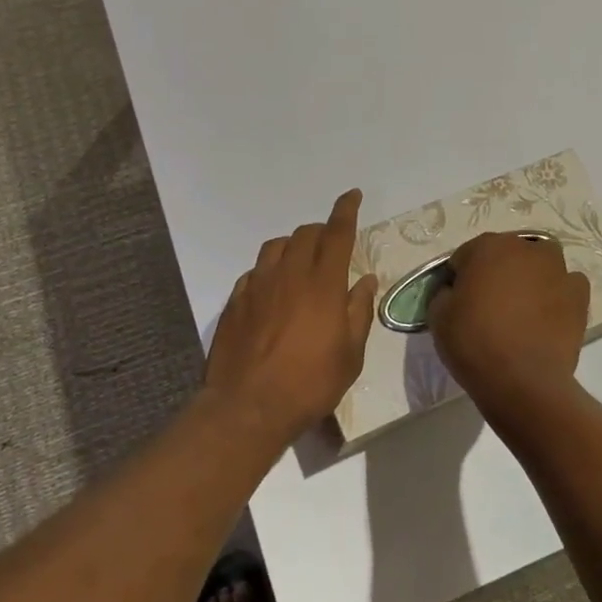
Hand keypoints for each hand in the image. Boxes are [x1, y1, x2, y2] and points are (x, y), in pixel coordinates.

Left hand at [204, 189, 379, 443]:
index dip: (346, 210)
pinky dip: (269, 270)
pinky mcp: (235, 300)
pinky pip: (255, 271)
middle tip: (332, 247)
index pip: (337, 233)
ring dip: (293, 246)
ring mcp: (258, 285)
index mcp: (323, 284)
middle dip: (322, 231)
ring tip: (301, 263)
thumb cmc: (309, 384)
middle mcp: (289, 274)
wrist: (248, 406)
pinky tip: (272, 290)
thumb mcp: (350, 355)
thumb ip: (359, 312)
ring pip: (276, 246)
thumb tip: (366, 280)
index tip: (352, 195)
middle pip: (306, 234)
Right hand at [428, 232, 590, 416]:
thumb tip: (456, 291)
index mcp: (487, 246)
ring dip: (530, 276)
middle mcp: (525, 248)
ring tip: (522, 309)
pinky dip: (557, 294)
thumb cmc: (474, 342)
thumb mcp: (437, 315)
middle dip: (497, 272)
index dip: (460, 278)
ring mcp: (557, 269)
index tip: (459, 301)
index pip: (466, 255)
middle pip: (506, 254)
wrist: (523, 380)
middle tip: (489, 305)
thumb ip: (445, 292)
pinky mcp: (579, 295)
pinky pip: (566, 285)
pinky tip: (547, 315)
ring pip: (540, 263)